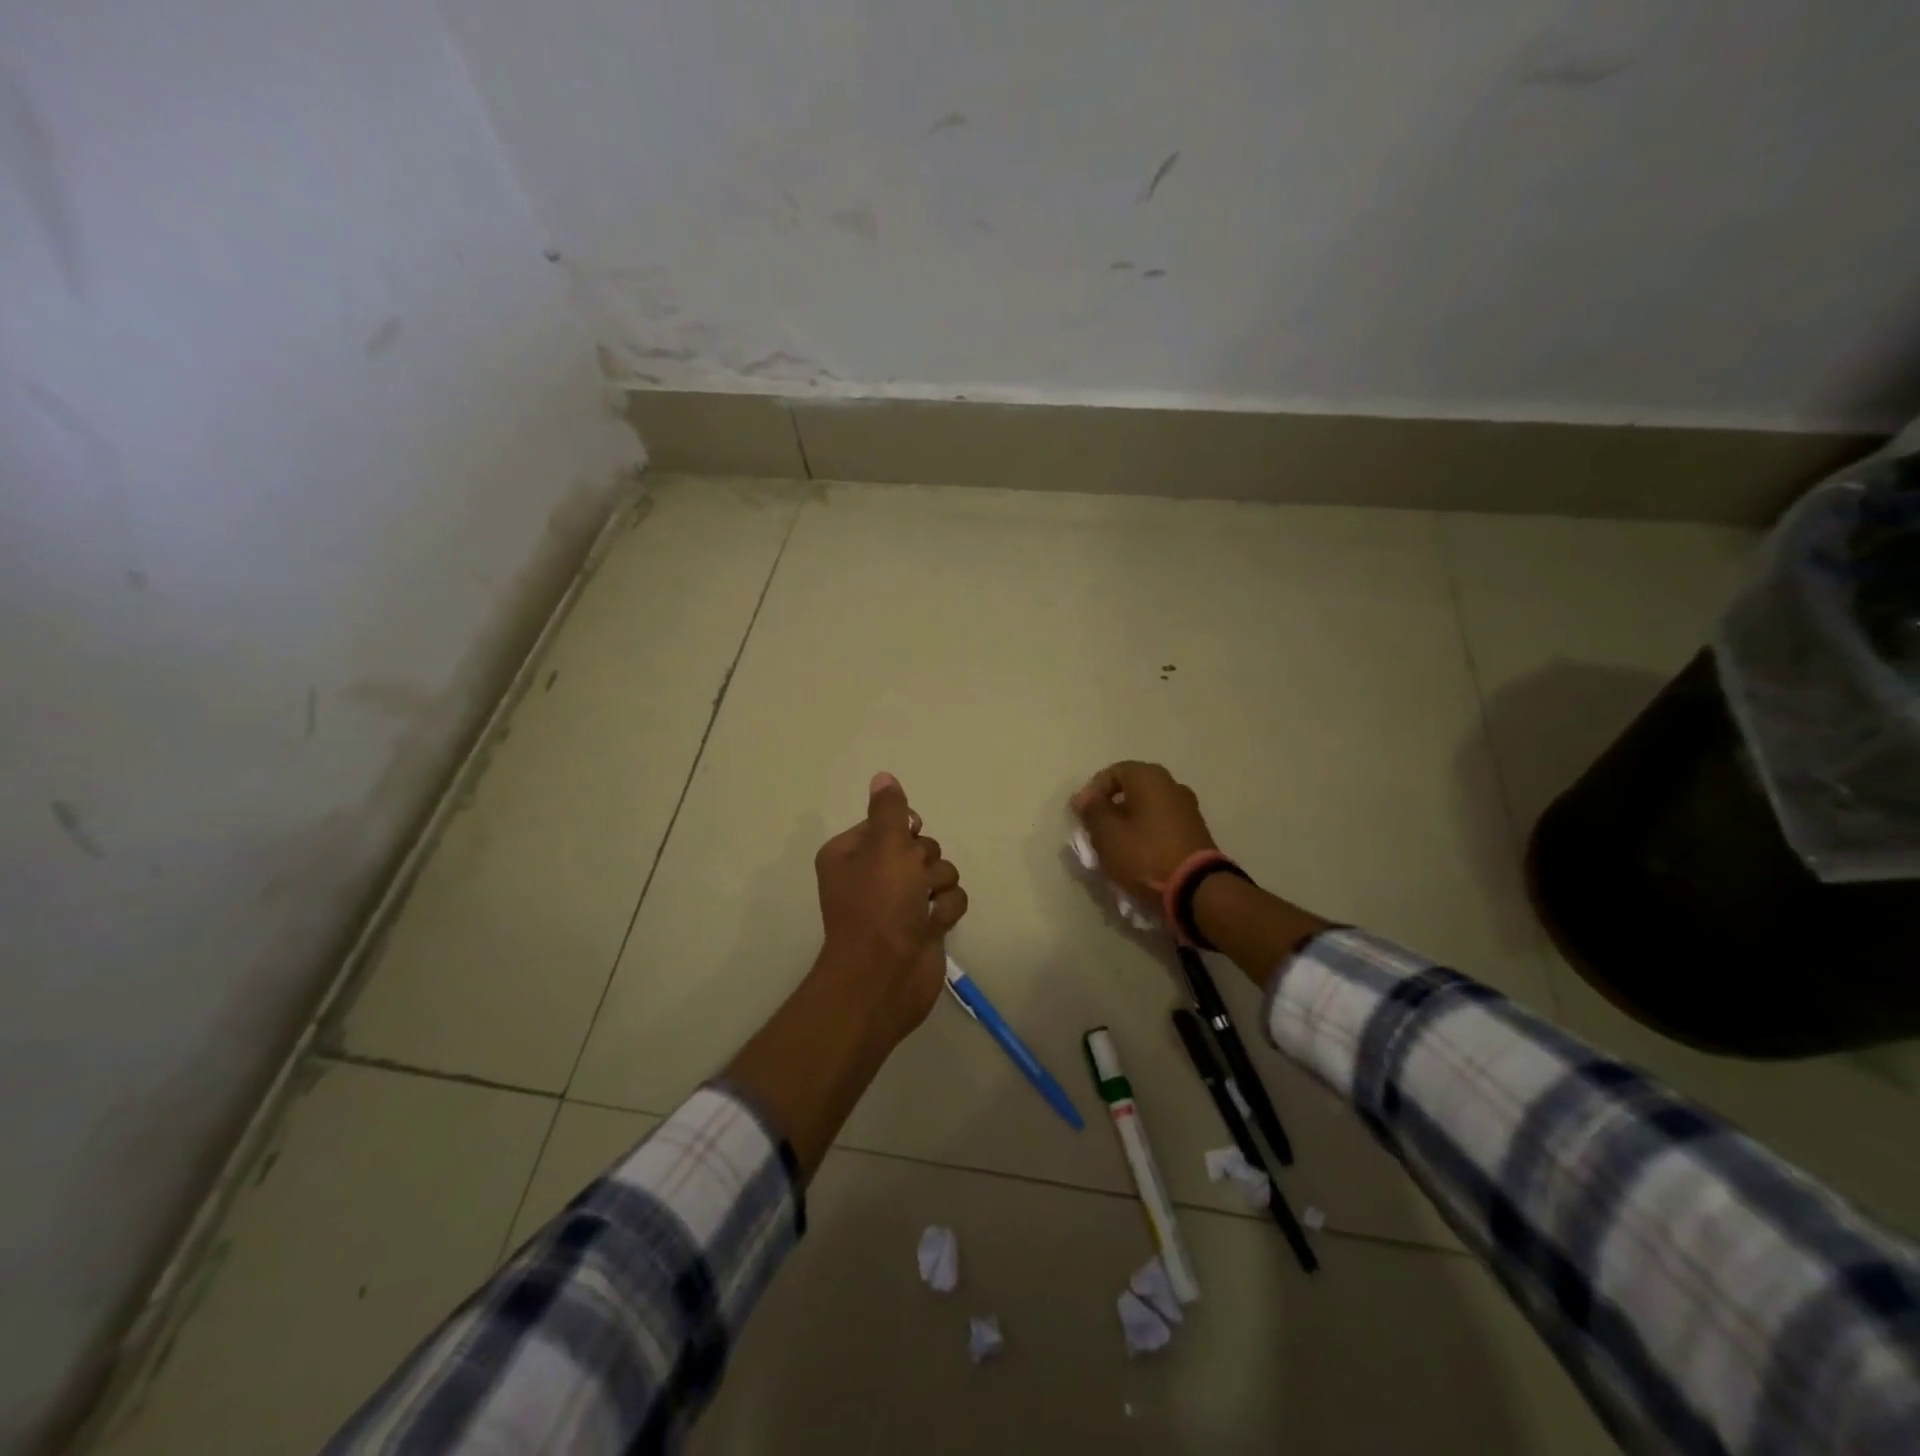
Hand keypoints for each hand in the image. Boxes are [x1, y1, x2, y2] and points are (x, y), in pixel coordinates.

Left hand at [813, 772, 967, 1049]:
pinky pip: (949, 900)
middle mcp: (873, 874)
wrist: (885, 977)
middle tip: (912, 881)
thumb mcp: (884, 847)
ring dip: (938, 886)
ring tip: (923, 907)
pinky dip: (945, 911)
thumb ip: (889, 810)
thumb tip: (883, 776)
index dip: (904, 830)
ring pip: (940, 871)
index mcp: (851, 853)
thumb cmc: (878, 906)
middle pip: (919, 846)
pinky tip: (933, 926)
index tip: (907, 839)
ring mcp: (900, 901)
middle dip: (924, 861)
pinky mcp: (923, 924)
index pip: (889, 823)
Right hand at [1070, 761, 1218, 908]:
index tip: (1081, 816)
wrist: (1197, 890)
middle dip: (1110, 809)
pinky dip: (1145, 835)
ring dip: (1127, 823)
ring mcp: (1187, 809)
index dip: (1092, 792)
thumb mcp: (1107, 833)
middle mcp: (1172, 785)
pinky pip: (1161, 825)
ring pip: (1146, 809)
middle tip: (1095, 831)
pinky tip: (1137, 856)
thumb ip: (1092, 810)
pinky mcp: (1195, 832)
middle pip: (1131, 790)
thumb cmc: (1145, 855)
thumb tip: (1084, 798)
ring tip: (1114, 847)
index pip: (1113, 772)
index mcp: (1150, 778)